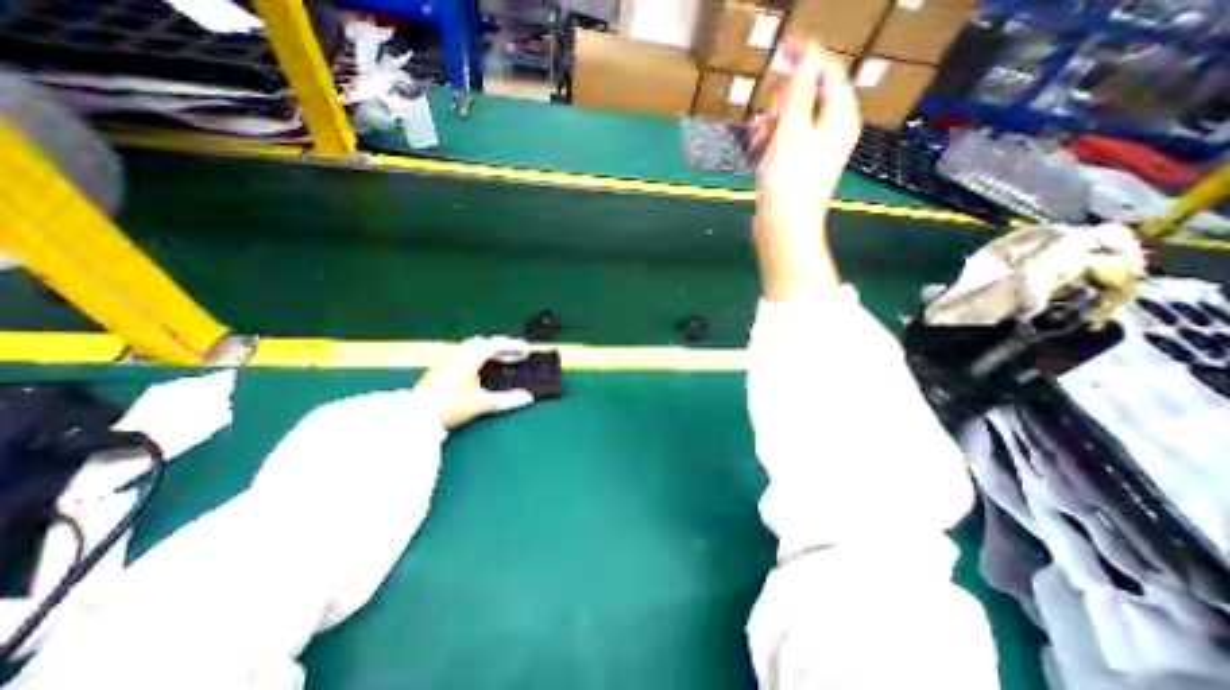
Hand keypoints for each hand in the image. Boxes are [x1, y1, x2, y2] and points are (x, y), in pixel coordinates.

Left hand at [415, 333, 536, 427]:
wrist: (416, 415)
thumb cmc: (452, 405)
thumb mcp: (482, 403)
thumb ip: (506, 399)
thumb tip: (528, 398)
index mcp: (471, 356)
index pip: (496, 344)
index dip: (513, 346)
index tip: (527, 349)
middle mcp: (459, 353)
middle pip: (484, 343)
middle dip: (502, 348)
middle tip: (516, 355)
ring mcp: (448, 359)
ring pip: (473, 349)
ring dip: (490, 353)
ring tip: (502, 361)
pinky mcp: (441, 368)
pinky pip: (466, 355)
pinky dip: (479, 358)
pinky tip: (482, 370)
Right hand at [756, 41, 857, 227]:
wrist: (783, 227)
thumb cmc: (788, 180)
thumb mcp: (791, 130)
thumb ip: (799, 90)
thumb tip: (806, 54)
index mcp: (840, 117)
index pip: (829, 72)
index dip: (807, 58)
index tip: (781, 51)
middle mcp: (832, 131)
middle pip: (808, 97)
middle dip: (782, 102)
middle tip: (766, 118)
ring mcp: (814, 151)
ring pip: (792, 121)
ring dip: (772, 124)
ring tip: (757, 140)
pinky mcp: (798, 168)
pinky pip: (785, 142)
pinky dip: (771, 142)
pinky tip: (758, 152)